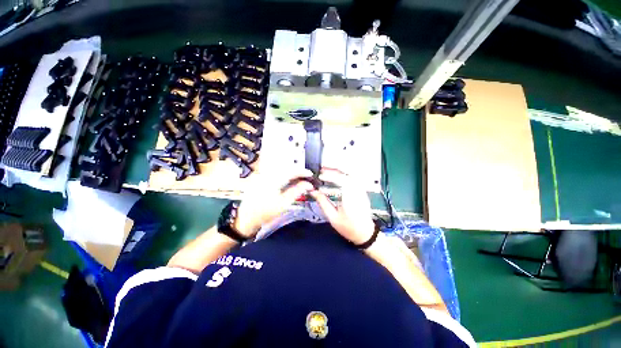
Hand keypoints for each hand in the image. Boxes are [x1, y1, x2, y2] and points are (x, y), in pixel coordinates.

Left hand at [234, 169, 314, 237]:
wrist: (246, 218)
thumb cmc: (264, 213)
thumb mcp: (283, 204)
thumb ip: (297, 191)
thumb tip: (308, 184)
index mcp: (272, 179)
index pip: (291, 170)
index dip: (302, 171)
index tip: (310, 175)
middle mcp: (267, 174)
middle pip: (286, 168)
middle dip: (298, 172)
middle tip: (306, 178)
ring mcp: (263, 175)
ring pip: (281, 170)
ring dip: (292, 174)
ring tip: (299, 180)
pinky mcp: (261, 178)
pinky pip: (276, 173)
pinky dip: (285, 176)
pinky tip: (289, 182)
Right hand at [309, 168, 374, 244]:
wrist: (365, 233)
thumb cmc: (349, 228)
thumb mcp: (333, 217)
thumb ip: (323, 203)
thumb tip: (313, 192)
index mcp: (351, 199)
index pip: (342, 180)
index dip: (330, 175)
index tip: (321, 176)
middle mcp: (358, 192)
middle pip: (347, 174)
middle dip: (334, 170)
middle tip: (322, 169)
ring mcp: (361, 191)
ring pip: (351, 175)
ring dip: (339, 171)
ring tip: (328, 171)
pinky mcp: (361, 191)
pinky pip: (353, 179)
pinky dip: (344, 175)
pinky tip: (337, 176)